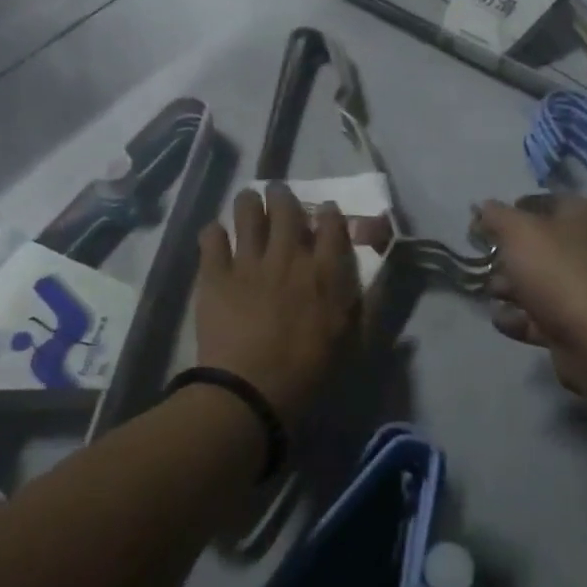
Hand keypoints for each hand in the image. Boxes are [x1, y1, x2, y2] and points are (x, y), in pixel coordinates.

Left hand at [195, 184, 361, 422]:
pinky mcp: (215, 275)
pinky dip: (214, 232)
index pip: (332, 225)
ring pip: (247, 213)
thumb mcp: (352, 341)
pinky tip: (216, 235)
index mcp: (324, 272)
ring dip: (248, 202)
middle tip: (278, 194)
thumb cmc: (309, 374)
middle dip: (283, 196)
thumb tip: (375, 279)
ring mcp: (249, 262)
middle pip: (286, 209)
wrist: (251, 392)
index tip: (325, 210)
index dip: (329, 212)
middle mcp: (288, 257)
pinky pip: (211, 238)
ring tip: (248, 200)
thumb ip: (365, 305)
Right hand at [473, 193, 586, 396]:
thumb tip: (483, 207)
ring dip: (509, 288)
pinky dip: (519, 318)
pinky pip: (541, 314)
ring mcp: (584, 287)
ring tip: (492, 294)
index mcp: (580, 216)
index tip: (482, 226)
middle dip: (506, 255)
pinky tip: (502, 320)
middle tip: (484, 262)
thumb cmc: (557, 272)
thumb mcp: (518, 232)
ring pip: (537, 281)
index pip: (540, 202)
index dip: (510, 211)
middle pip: (537, 245)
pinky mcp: (577, 322)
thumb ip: (496, 216)